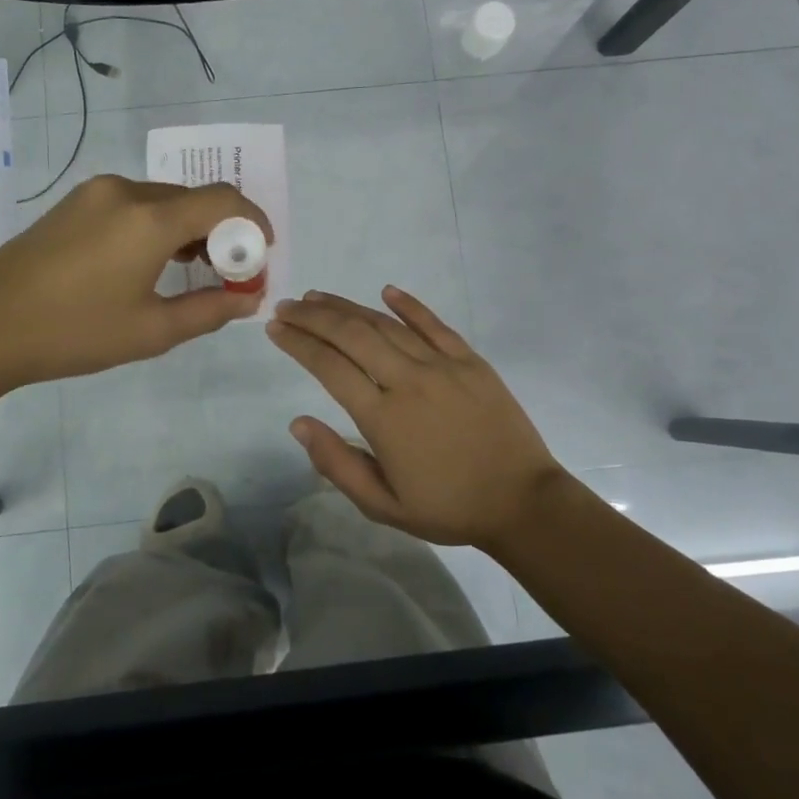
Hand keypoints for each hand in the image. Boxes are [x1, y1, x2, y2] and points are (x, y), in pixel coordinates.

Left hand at [0, 174, 272, 392]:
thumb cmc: (73, 333)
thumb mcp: (151, 331)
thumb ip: (210, 310)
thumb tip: (248, 299)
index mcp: (149, 218)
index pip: (223, 200)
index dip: (253, 222)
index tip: (262, 253)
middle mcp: (125, 191)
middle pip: (194, 198)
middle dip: (221, 231)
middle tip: (227, 274)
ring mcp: (95, 193)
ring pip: (163, 199)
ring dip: (188, 227)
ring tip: (190, 271)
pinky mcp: (73, 202)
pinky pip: (132, 203)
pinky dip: (156, 224)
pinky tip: (148, 261)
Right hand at [267, 287, 566, 548]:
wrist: (522, 502)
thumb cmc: (447, 507)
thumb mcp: (382, 506)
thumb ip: (337, 463)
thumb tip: (298, 422)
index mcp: (384, 418)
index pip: (329, 367)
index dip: (298, 344)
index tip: (275, 329)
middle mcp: (409, 381)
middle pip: (352, 335)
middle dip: (314, 317)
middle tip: (287, 306)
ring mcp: (443, 366)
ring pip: (387, 325)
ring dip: (348, 308)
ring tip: (319, 298)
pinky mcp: (470, 361)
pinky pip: (434, 325)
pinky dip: (409, 305)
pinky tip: (386, 291)